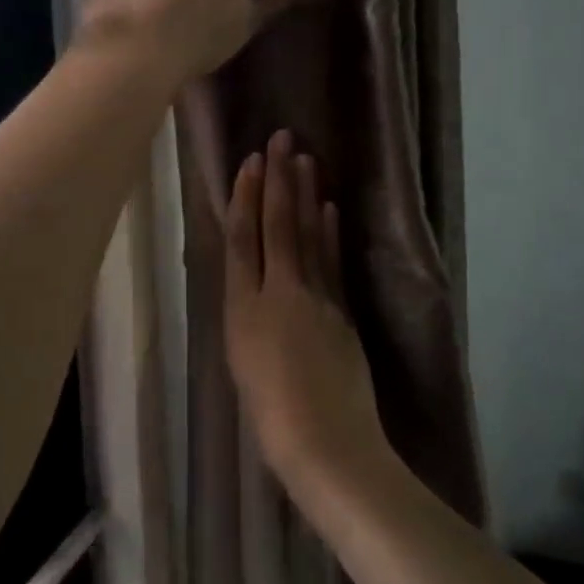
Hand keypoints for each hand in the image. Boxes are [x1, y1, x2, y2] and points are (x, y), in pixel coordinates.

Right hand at [223, 130, 390, 496]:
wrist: (325, 445)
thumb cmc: (269, 418)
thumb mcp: (241, 364)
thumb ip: (247, 317)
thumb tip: (253, 285)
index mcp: (242, 309)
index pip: (243, 240)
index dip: (246, 199)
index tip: (252, 162)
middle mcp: (278, 293)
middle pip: (277, 226)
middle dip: (279, 180)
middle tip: (282, 139)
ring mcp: (315, 298)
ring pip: (307, 235)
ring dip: (305, 195)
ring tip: (305, 160)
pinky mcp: (342, 310)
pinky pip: (332, 261)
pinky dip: (329, 231)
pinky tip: (329, 207)